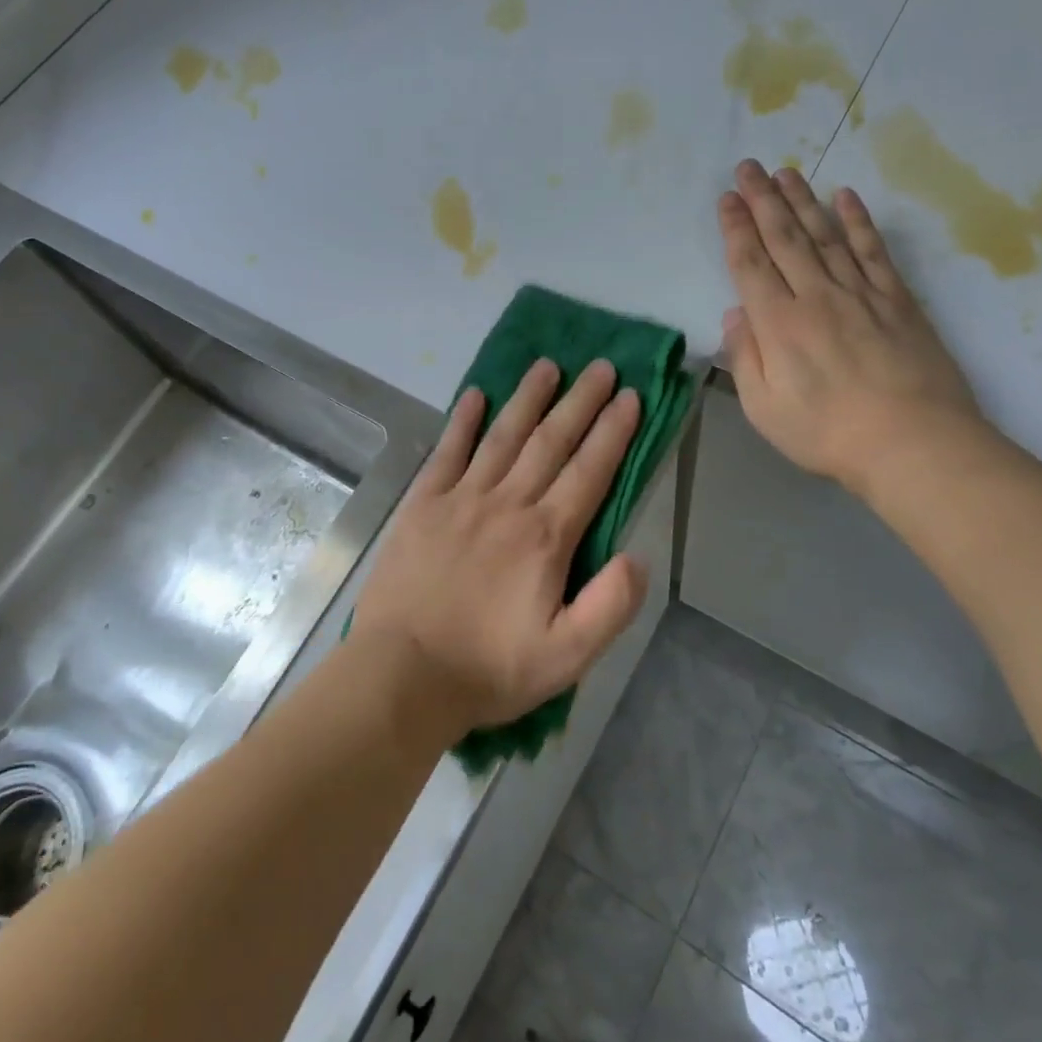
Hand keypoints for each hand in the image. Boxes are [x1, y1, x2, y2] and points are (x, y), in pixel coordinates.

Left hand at [351, 358, 647, 735]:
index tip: (630, 397)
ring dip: (528, 399)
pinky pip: (447, 453)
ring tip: (548, 366)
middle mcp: (507, 504)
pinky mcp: (422, 506)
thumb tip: (638, 557)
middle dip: (580, 401)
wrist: (402, 675)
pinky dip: (462, 422)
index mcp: (545, 537)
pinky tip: (475, 395)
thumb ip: (610, 606)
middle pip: (550, 442)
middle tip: (602, 366)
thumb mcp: (567, 657)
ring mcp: (460, 499)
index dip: (613, 432)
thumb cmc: (488, 669)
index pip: (589, 472)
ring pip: (502, 436)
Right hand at [718, 160, 987, 498]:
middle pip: (784, 238)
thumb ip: (745, 358)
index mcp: (779, 324)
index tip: (726, 199)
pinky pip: (873, 251)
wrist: (914, 444)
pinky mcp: (897, 300)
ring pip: (825, 235)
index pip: (750, 264)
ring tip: (785, 172)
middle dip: (762, 200)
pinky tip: (846, 197)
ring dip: (802, 200)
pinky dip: (858, 221)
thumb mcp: (764, 409)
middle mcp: (816, 296)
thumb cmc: (827, 434)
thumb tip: (736, 314)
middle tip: (748, 167)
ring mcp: (860, 294)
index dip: (735, 229)